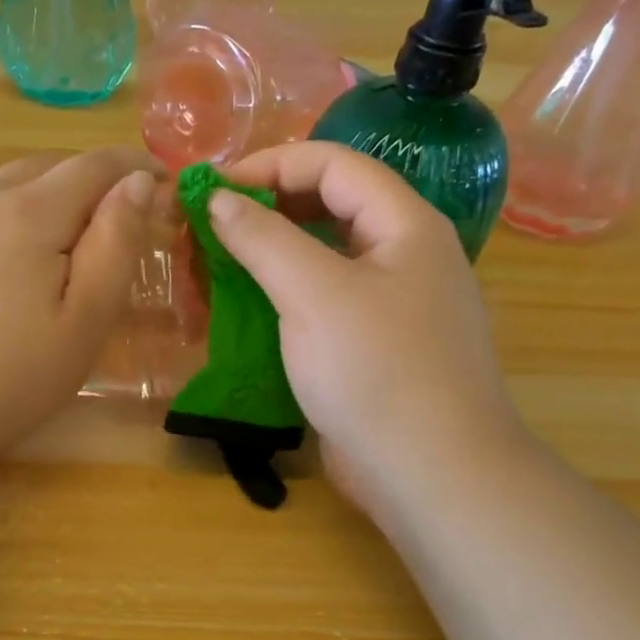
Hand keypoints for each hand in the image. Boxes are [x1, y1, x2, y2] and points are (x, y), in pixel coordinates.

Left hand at [0, 147, 164, 471]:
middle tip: (107, 222)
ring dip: (32, 204)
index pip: (94, 164)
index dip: (133, 164)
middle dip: (84, 182)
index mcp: (28, 214)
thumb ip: (115, 244)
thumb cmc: (7, 379)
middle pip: (41, 168)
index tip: (159, 180)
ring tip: (46, 250)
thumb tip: (136, 183)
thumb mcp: (83, 322)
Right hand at [209, 141, 526, 516]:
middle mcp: (403, 254)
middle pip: (326, 206)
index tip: (211, 189)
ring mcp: (390, 303)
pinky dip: (280, 298)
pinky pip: (321, 302)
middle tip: (206, 230)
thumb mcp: (313, 293)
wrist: (432, 475)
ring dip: (266, 256)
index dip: (268, 165)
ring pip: (321, 257)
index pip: (331, 164)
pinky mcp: (373, 346)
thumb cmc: (377, 370)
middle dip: (263, 210)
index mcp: (405, 223)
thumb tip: (218, 199)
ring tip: (214, 269)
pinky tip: (242, 313)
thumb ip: (263, 238)